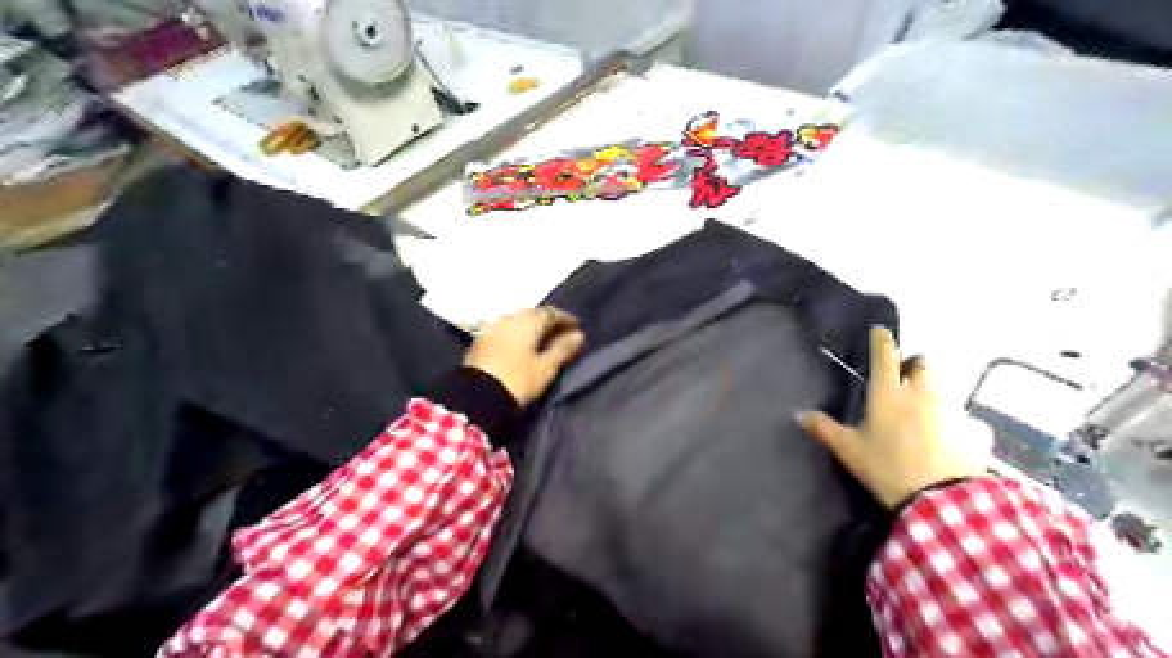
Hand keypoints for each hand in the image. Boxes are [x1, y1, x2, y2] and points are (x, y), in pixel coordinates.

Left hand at [463, 305, 579, 405]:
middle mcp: (509, 317)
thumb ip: (563, 349)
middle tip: (560, 335)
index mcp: (528, 320)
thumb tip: (579, 335)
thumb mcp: (546, 368)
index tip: (577, 328)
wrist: (476, 397)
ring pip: (517, 322)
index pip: (552, 313)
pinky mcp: (480, 340)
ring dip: (530, 329)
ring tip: (541, 342)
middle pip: (533, 315)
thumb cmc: (518, 380)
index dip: (566, 320)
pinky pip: (504, 331)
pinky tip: (521, 347)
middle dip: (548, 323)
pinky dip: (516, 336)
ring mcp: (491, 327)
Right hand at [802, 329, 981, 508]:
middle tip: (905, 377)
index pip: (885, 354)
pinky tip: (953, 437)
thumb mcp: (849, 450)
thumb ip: (824, 429)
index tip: (880, 331)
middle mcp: (922, 392)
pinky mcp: (974, 430)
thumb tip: (798, 414)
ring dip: (934, 390)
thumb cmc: (887, 466)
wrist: (940, 499)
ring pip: (945, 387)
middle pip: (924, 363)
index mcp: (888, 392)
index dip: (882, 339)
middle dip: (915, 365)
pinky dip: (959, 422)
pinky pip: (968, 419)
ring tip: (925, 409)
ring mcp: (952, 408)